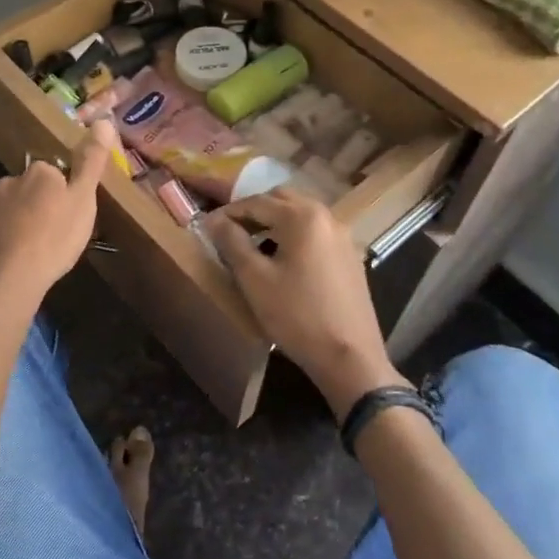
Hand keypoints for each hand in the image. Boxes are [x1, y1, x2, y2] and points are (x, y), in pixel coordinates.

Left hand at [0, 120, 114, 312]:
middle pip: (30, 189)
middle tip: (55, 234)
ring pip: (10, 210)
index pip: (54, 173)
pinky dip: (3, 241)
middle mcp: (9, 182)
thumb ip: (92, 162)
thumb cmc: (53, 239)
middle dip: (40, 206)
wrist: (5, 281)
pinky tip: (12, 261)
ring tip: (34, 251)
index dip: (64, 193)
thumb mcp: (84, 201)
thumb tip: (104, 121)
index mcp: (39, 172)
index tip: (71, 215)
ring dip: (20, 223)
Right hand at [207, 188, 405, 421]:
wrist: (349, 357)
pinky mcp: (350, 257)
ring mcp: (343, 236)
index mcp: (302, 217)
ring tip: (253, 245)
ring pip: (301, 215)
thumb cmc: (296, 316)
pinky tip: (283, 260)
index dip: (228, 213)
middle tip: (231, 231)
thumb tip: (213, 220)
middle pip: (282, 200)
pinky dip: (294, 235)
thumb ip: (232, 242)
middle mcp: (327, 217)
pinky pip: (316, 233)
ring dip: (275, 222)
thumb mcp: (255, 279)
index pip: (256, 202)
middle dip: (254, 211)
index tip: (207, 227)